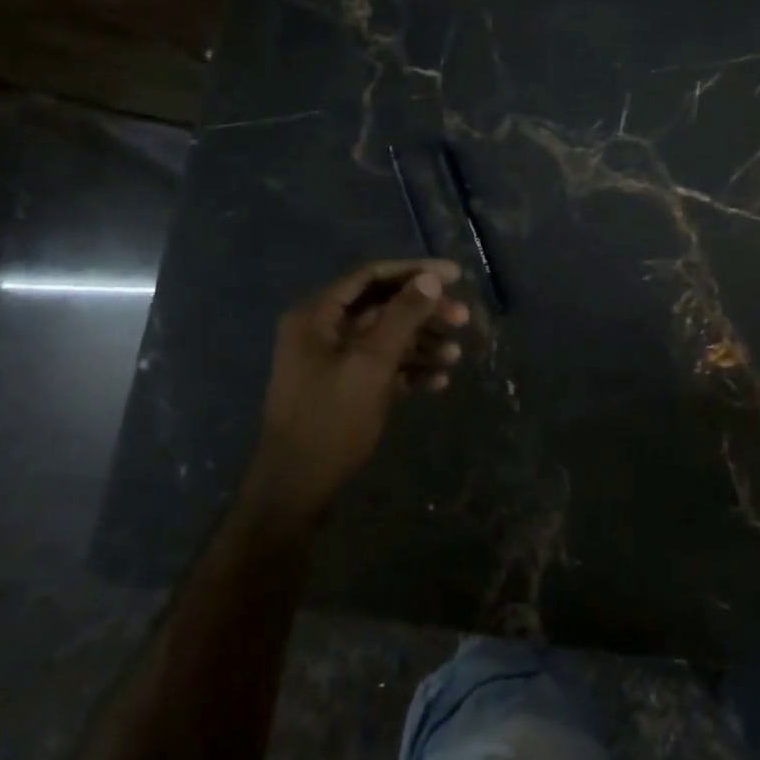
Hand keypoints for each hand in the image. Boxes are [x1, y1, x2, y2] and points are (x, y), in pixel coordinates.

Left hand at [249, 259, 469, 523]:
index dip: (414, 272)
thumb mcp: (371, 364)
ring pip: (386, 338)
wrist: (296, 488)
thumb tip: (430, 279)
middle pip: (382, 306)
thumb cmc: (331, 419)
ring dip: (422, 343)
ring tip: (455, 357)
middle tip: (463, 319)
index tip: (455, 276)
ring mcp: (332, 361)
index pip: (371, 276)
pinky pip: (382, 366)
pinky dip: (409, 370)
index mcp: (317, 315)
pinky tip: (438, 382)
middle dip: (424, 312)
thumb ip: (401, 317)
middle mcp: (322, 331)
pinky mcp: (344, 388)